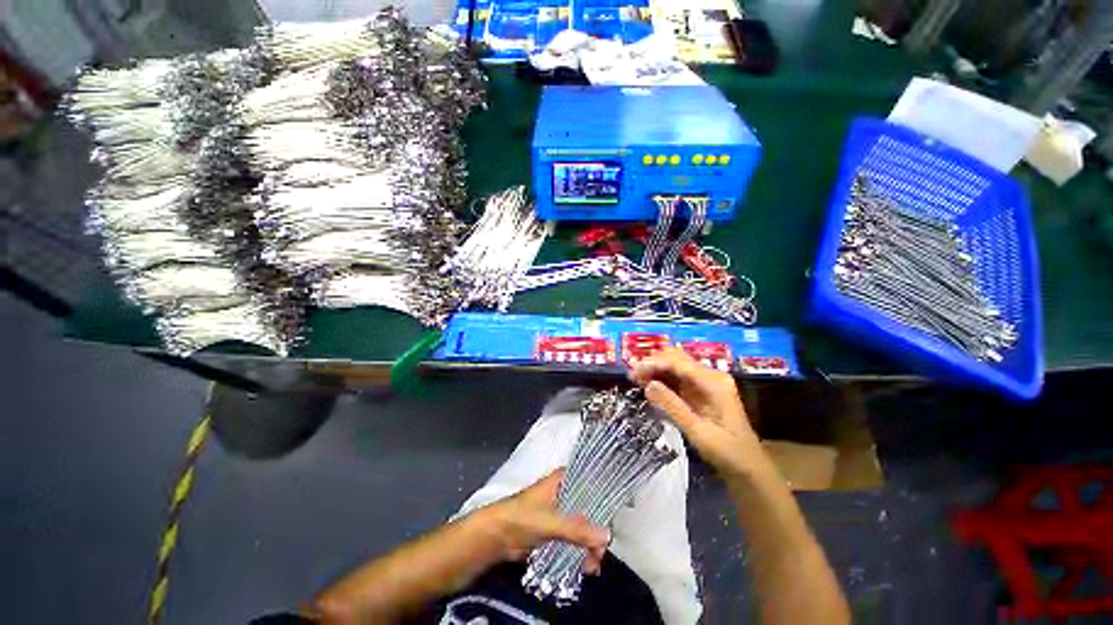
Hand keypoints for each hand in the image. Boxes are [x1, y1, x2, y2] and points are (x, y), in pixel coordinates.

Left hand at [472, 470, 609, 574]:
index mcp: (563, 480)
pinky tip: (586, 565)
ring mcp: (559, 512)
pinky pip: (573, 539)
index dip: (604, 493)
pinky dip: (580, 551)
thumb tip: (606, 536)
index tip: (618, 511)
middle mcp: (564, 493)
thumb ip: (578, 529)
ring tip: (594, 564)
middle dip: (597, 529)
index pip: (590, 481)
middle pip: (588, 507)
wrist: (496, 536)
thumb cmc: (522, 516)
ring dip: (589, 544)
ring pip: (582, 525)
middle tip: (603, 550)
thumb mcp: (551, 520)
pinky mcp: (554, 530)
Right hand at [629, 346, 763, 477]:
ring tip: (635, 378)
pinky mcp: (700, 391)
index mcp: (714, 382)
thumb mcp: (698, 432)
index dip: (654, 363)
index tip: (633, 371)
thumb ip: (673, 407)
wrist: (748, 468)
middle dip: (653, 363)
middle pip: (676, 359)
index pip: (679, 363)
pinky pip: (677, 378)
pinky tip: (648, 384)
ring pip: (675, 366)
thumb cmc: (728, 452)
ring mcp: (705, 382)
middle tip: (632, 375)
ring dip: (655, 369)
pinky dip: (661, 378)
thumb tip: (648, 385)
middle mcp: (710, 376)